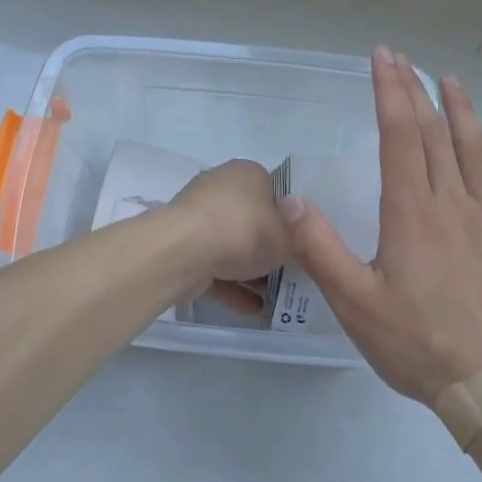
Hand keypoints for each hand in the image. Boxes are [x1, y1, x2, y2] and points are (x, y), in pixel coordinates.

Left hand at [170, 159, 292, 313]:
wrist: (186, 251)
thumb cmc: (244, 232)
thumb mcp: (287, 236)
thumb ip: (294, 233)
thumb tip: (293, 223)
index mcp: (247, 173)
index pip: (274, 192)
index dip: (288, 220)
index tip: (298, 245)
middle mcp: (220, 187)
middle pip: (251, 219)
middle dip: (266, 247)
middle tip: (287, 273)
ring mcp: (198, 216)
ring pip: (230, 244)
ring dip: (248, 271)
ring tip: (272, 298)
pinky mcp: (183, 245)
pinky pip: (213, 264)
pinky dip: (230, 285)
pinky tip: (251, 308)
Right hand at [282, 50, 481, 404]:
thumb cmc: (416, 342)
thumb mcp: (354, 302)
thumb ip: (320, 249)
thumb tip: (290, 199)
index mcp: (412, 212)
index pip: (400, 136)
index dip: (390, 92)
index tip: (382, 58)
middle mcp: (451, 203)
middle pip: (434, 133)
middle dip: (415, 90)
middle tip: (402, 57)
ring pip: (472, 149)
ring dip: (459, 109)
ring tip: (449, 80)